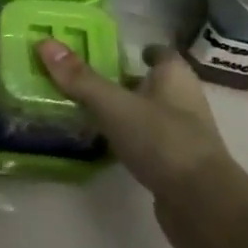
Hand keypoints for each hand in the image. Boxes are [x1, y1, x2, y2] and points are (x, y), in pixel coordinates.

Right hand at [37, 39, 247, 247]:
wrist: (202, 204)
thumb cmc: (162, 140)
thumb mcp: (114, 105)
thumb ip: (80, 78)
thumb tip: (45, 42)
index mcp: (175, 76)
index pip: (160, 53)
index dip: (140, 50)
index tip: (111, 52)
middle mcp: (184, 100)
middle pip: (152, 83)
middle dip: (125, 80)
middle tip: (88, 80)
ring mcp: (184, 135)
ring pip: (150, 114)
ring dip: (126, 112)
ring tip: (90, 111)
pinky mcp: (178, 166)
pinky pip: (149, 143)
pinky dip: (131, 141)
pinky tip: (107, 146)